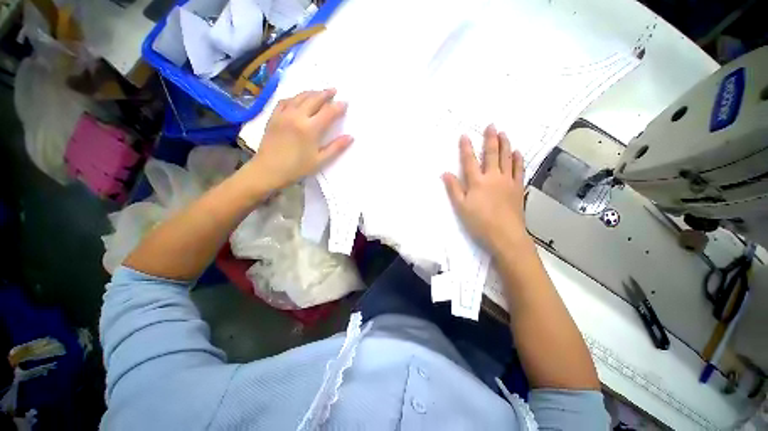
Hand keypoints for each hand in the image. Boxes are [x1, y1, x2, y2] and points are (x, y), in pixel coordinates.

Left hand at [249, 88, 351, 190]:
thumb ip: (336, 147)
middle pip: (314, 99)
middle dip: (325, 94)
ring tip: (320, 92)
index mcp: (310, 128)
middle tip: (334, 90)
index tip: (345, 103)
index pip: (328, 112)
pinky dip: (295, 97)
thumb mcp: (320, 160)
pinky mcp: (274, 116)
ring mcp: (284, 114)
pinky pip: (286, 100)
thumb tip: (350, 137)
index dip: (338, 107)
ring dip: (312, 92)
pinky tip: (299, 98)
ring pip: (300, 97)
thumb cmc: (297, 167)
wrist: (268, 169)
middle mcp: (297, 116)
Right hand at [442, 125, 527, 253]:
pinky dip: (518, 159)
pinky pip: (519, 169)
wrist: (505, 235)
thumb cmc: (479, 222)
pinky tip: (518, 152)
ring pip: (507, 158)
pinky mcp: (518, 188)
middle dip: (490, 139)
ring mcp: (508, 181)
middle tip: (491, 125)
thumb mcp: (461, 207)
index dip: (466, 148)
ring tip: (504, 133)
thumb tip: (445, 173)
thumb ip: (453, 189)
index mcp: (477, 182)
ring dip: (505, 144)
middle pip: (491, 154)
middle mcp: (493, 177)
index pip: (469, 161)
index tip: (464, 135)